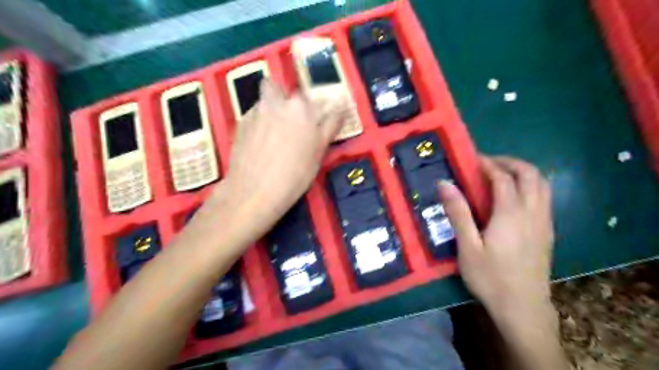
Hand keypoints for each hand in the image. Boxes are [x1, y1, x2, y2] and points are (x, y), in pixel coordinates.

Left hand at [215, 78, 348, 239]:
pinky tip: (259, 143)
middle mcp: (277, 102)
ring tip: (273, 135)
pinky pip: (253, 115)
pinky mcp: (240, 122)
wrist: (254, 192)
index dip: (316, 109)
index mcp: (302, 109)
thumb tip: (341, 108)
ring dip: (270, 110)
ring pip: (264, 100)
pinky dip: (258, 123)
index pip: (315, 98)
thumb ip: (330, 126)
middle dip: (285, 100)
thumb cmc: (294, 175)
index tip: (317, 121)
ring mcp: (256, 111)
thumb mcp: (318, 152)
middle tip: (290, 124)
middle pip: (279, 88)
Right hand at [439, 156, 551, 314]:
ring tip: (500, 175)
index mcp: (511, 214)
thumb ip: (458, 212)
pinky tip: (513, 197)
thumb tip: (445, 183)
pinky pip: (544, 198)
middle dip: (510, 162)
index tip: (472, 159)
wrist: (523, 309)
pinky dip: (530, 186)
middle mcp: (533, 213)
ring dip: (523, 172)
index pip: (503, 178)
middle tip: (487, 164)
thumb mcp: (467, 246)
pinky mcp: (547, 232)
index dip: (488, 164)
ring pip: (542, 184)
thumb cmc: (490, 277)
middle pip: (530, 174)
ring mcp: (544, 222)